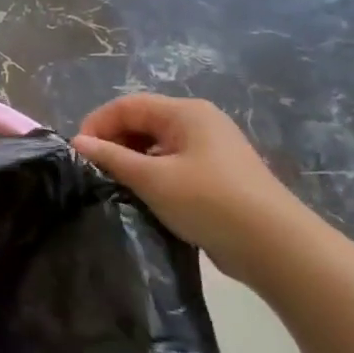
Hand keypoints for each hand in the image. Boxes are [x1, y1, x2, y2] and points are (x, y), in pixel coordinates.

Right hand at [72, 94, 323, 278]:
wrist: (275, 246)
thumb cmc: (209, 201)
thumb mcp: (152, 178)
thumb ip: (111, 157)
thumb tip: (78, 142)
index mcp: (185, 112)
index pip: (127, 105)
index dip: (97, 124)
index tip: (79, 154)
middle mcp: (199, 122)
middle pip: (142, 121)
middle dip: (113, 142)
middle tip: (94, 171)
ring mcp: (210, 149)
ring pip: (156, 144)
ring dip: (131, 161)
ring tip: (115, 185)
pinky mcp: (216, 175)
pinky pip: (172, 163)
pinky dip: (151, 174)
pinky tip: (143, 196)